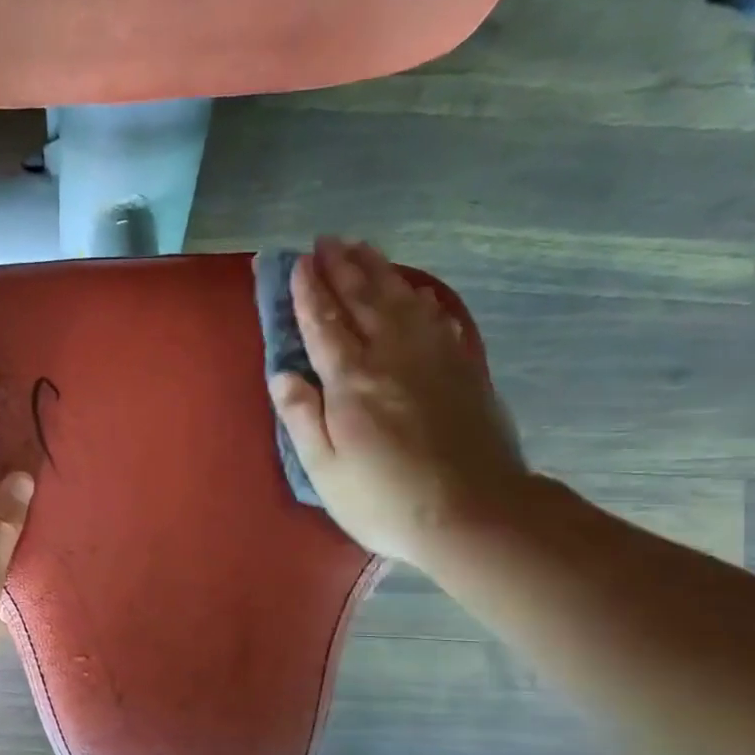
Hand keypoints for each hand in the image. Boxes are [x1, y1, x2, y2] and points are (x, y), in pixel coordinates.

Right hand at [270, 237, 530, 567]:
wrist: (473, 514)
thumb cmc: (384, 499)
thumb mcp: (324, 469)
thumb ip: (301, 416)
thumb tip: (282, 373)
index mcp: (351, 380)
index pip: (324, 322)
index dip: (308, 291)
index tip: (296, 262)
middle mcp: (392, 356)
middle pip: (364, 299)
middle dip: (342, 267)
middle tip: (327, 240)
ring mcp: (434, 359)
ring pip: (403, 300)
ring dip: (380, 271)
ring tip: (364, 248)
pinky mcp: (464, 371)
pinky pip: (439, 321)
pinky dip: (423, 299)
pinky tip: (418, 293)